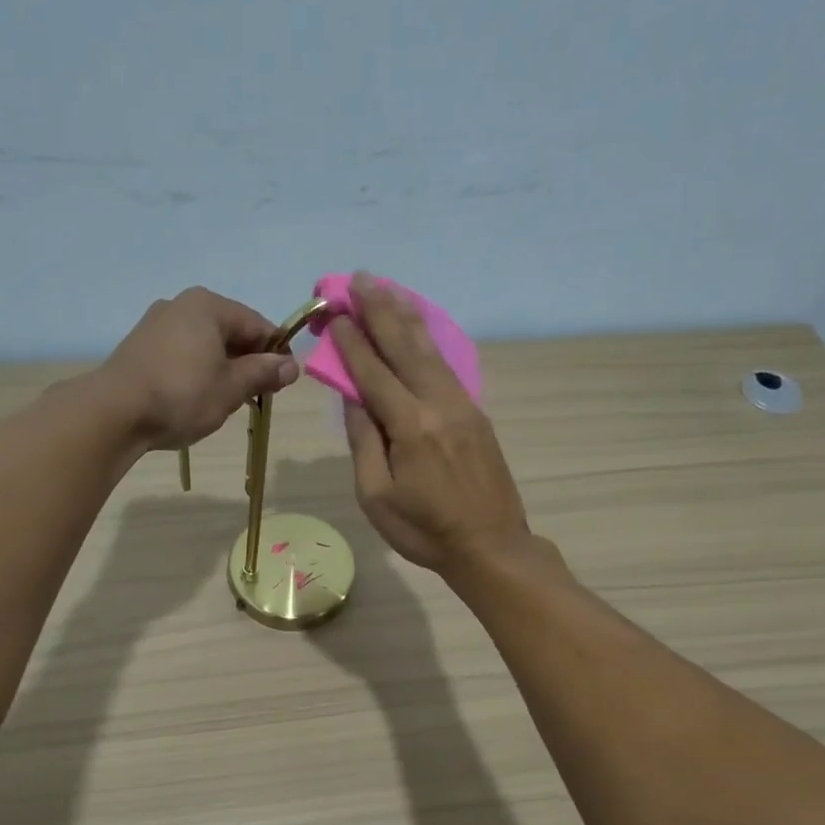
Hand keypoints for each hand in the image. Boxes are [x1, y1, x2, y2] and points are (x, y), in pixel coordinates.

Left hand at [101, 287, 298, 450]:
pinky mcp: (139, 346)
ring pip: (205, 344)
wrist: (114, 412)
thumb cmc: (181, 395)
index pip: (258, 325)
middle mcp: (181, 305)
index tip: (282, 384)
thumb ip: (263, 373)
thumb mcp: (231, 388)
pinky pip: (181, 353)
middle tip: (254, 397)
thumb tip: (291, 365)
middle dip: (247, 362)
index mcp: (209, 306)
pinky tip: (194, 398)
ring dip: (222, 369)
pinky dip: (196, 371)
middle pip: (230, 332)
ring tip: (224, 402)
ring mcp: (156, 324)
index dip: (276, 354)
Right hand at [332, 273, 529, 572]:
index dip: (351, 342)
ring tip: (386, 287)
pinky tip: (419, 325)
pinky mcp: (476, 414)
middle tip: (358, 279)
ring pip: (430, 350)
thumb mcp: (376, 497)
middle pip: (404, 347)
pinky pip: (447, 365)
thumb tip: (354, 397)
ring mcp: (462, 405)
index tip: (334, 312)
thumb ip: (363, 442)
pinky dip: (429, 339)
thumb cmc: (423, 530)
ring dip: (405, 316)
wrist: (490, 546)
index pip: (373, 373)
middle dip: (378, 311)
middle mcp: (438, 404)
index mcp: (410, 427)